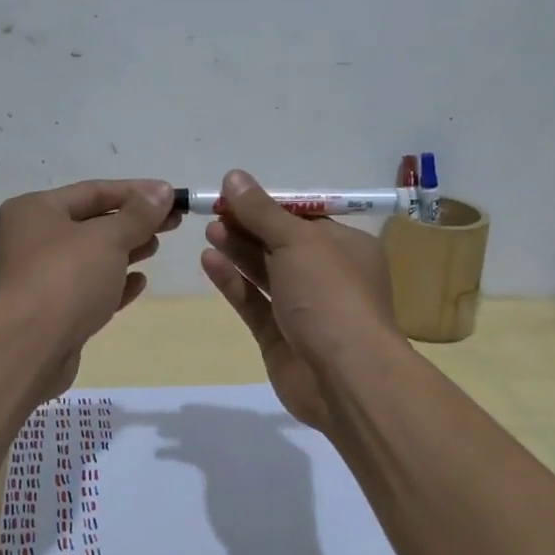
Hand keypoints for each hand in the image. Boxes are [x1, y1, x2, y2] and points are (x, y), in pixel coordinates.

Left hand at [0, 179, 178, 387]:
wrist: (27, 348)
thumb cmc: (65, 278)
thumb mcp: (107, 238)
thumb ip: (138, 215)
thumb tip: (162, 191)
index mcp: (34, 210)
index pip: (92, 191)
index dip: (135, 192)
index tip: (172, 195)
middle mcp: (30, 239)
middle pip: (91, 223)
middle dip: (132, 222)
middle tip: (173, 223)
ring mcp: (38, 278)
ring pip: (89, 257)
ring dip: (125, 251)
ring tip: (156, 247)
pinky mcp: (50, 313)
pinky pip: (86, 289)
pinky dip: (112, 283)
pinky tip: (139, 283)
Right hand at [200, 169, 401, 430]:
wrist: (345, 377)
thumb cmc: (330, 295)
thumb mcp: (298, 241)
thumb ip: (262, 211)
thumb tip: (234, 176)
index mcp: (345, 247)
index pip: (302, 218)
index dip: (266, 205)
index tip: (231, 193)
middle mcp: (327, 276)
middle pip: (280, 243)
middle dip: (248, 226)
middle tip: (213, 211)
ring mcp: (303, 309)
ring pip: (265, 272)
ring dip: (238, 250)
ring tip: (209, 230)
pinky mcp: (279, 337)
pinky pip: (253, 302)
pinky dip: (232, 281)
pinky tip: (208, 261)